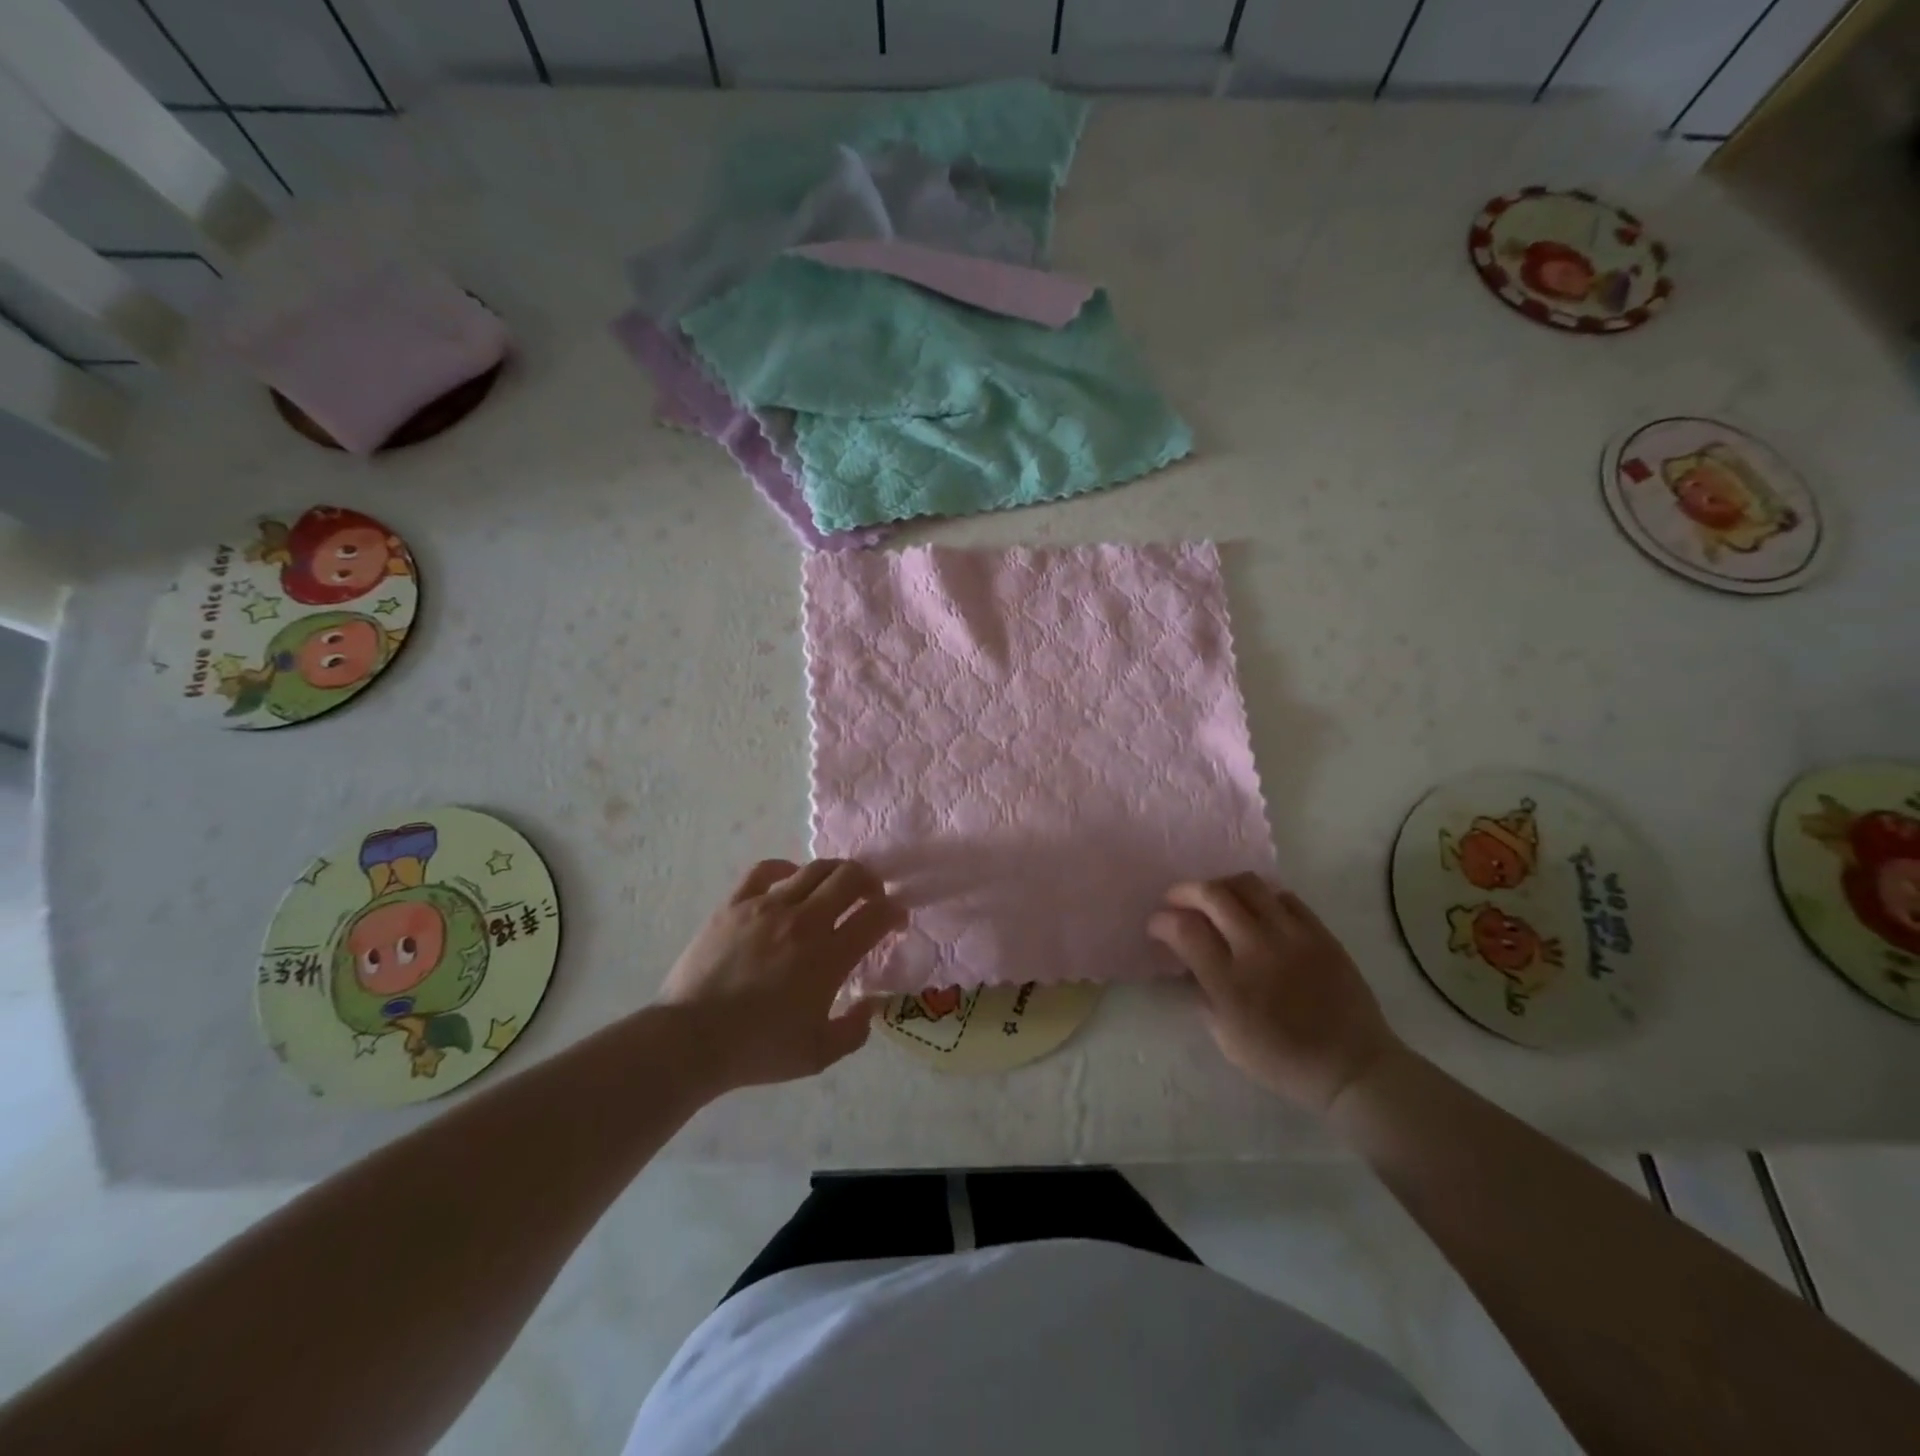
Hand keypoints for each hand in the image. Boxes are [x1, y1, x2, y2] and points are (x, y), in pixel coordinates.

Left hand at [657, 858, 903, 1092]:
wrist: (689, 1040)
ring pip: (813, 869)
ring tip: (835, 888)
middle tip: (870, 897)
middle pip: (850, 878)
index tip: (895, 920)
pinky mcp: (735, 903)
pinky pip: (766, 869)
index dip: (894, 912)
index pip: (876, 916)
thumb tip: (871, 1005)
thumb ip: (855, 1030)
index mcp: (829, 956)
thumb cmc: (757, 1049)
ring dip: (835, 873)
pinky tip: (790, 881)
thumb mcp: (817, 1054)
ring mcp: (767, 907)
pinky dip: (786, 869)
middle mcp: (804, 921)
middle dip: (870, 882)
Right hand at [1148, 874, 1401, 1114]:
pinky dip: (1262, 897)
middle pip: (1212, 894)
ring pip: (1248, 884)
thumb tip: (1187, 962)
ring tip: (1215, 899)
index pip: (1183, 929)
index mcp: (1229, 982)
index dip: (1161, 921)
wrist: (1352, 1066)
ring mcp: (1292, 936)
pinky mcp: (1320, 932)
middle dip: (1184, 891)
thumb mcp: (1226, 1038)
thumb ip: (1202, 993)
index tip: (1156, 926)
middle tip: (1176, 900)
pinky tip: (1257, 911)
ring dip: (1221, 886)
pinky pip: (1284, 896)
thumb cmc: (1282, 1061)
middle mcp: (1257, 949)